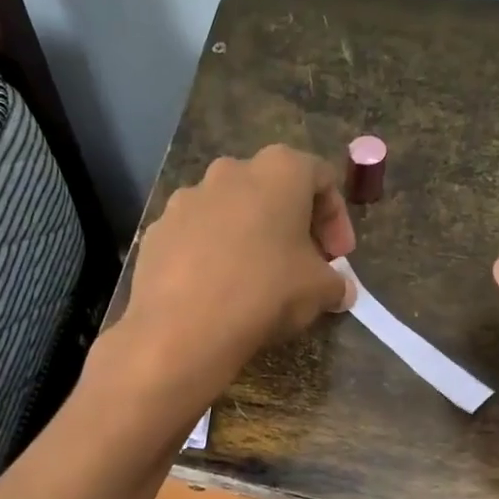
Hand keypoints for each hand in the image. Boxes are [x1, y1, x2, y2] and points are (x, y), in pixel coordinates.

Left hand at [119, 145, 355, 402]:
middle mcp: (229, 171)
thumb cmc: (265, 292)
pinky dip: (210, 255)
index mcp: (278, 170)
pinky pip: (195, 237)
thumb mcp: (319, 291)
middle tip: (301, 265)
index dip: (336, 219)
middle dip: (291, 225)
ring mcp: (186, 199)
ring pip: (228, 212)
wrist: (182, 328)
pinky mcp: (157, 231)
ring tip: (255, 279)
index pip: (321, 178)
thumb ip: (336, 283)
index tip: (339, 257)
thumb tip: (341, 291)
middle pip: (271, 190)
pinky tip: (216, 290)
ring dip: (247, 237)